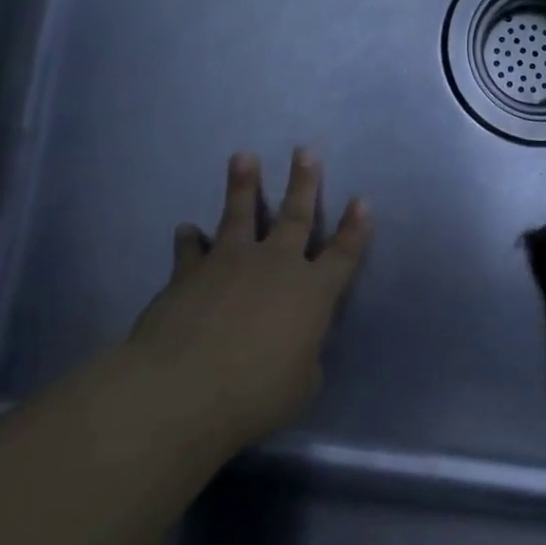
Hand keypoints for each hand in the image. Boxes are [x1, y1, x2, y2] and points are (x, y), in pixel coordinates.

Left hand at [126, 148, 369, 450]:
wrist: (183, 389)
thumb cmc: (256, 393)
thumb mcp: (302, 385)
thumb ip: (305, 358)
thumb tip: (296, 349)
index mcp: (313, 292)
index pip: (344, 253)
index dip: (356, 228)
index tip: (362, 200)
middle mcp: (276, 266)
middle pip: (295, 216)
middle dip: (303, 182)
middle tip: (305, 151)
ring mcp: (230, 263)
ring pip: (240, 214)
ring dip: (243, 185)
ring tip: (243, 157)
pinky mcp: (188, 273)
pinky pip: (190, 249)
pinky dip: (189, 239)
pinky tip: (186, 229)